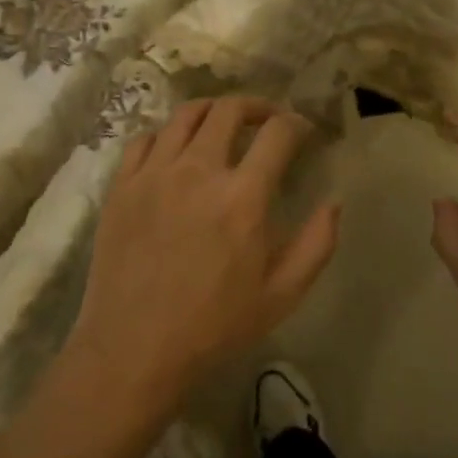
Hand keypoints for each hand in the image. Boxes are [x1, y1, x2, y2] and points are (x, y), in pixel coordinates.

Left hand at [68, 96, 340, 413]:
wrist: (134, 350)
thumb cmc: (214, 326)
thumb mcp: (282, 295)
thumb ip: (317, 243)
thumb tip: (334, 201)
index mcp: (242, 197)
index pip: (277, 133)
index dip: (296, 123)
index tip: (302, 130)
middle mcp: (198, 171)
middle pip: (230, 109)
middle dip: (256, 107)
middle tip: (266, 120)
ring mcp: (154, 173)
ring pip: (186, 114)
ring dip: (213, 110)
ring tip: (223, 123)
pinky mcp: (122, 184)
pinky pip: (146, 138)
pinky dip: (167, 133)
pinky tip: (175, 149)